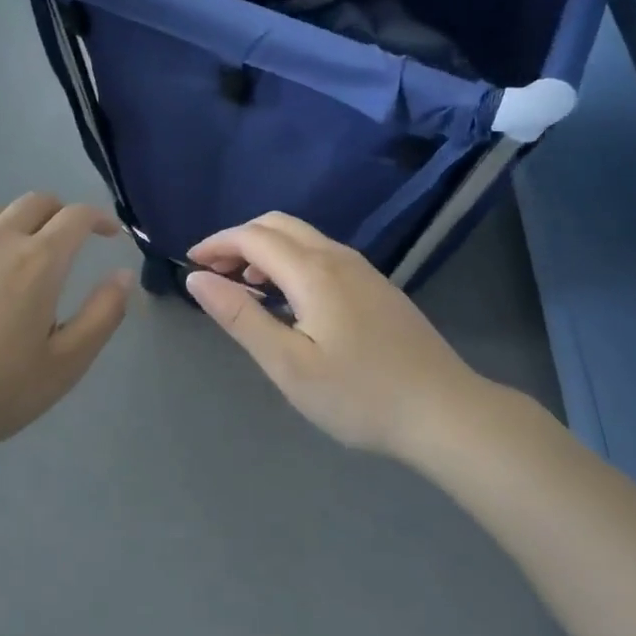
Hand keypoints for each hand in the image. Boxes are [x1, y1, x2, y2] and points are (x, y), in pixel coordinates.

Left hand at [0, 193, 131, 462]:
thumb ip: (103, 314)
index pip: (77, 217)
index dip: (100, 218)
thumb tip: (123, 274)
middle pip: (36, 202)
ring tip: (22, 253)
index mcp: (39, 261)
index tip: (110, 234)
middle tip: (68, 241)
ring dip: (19, 222)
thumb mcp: (67, 363)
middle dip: (61, 213)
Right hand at [185, 213, 490, 459]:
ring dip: (265, 249)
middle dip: (238, 240)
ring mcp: (361, 268)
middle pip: (277, 225)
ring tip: (244, 286)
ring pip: (301, 237)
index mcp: (313, 271)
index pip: (252, 237)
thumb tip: (197, 279)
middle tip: (213, 273)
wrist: (445, 411)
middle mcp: (337, 256)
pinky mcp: (376, 285)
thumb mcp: (288, 365)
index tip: (190, 263)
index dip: (216, 244)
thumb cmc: (359, 395)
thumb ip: (240, 317)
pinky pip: (320, 253)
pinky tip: (287, 298)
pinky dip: (289, 260)